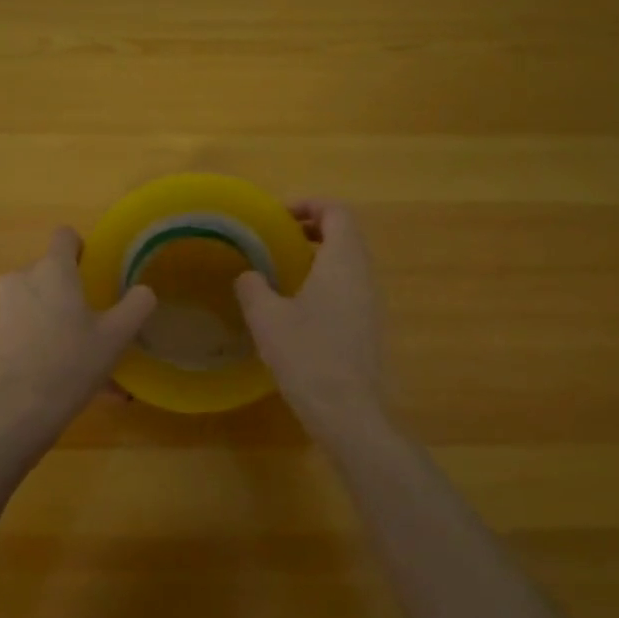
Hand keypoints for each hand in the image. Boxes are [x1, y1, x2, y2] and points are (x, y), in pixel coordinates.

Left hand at [0, 227, 155, 442]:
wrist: (15, 412)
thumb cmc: (70, 363)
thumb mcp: (116, 336)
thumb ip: (136, 305)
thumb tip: (143, 291)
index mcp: (51, 270)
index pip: (65, 236)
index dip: (82, 249)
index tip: (96, 273)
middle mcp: (20, 279)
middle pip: (49, 272)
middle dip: (68, 292)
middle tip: (92, 323)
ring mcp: (0, 308)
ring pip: (35, 304)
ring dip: (54, 321)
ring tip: (80, 359)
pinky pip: (22, 331)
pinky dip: (39, 344)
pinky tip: (60, 378)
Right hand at [235, 200, 386, 440]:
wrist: (348, 413)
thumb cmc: (307, 356)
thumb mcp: (267, 318)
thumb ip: (253, 287)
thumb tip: (248, 275)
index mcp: (343, 262)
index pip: (337, 212)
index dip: (309, 204)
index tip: (278, 215)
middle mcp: (363, 276)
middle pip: (344, 234)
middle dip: (311, 228)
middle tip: (275, 238)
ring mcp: (370, 303)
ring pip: (347, 262)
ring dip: (317, 256)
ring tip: (280, 269)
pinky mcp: (367, 327)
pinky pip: (347, 288)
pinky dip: (323, 281)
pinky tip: (295, 306)